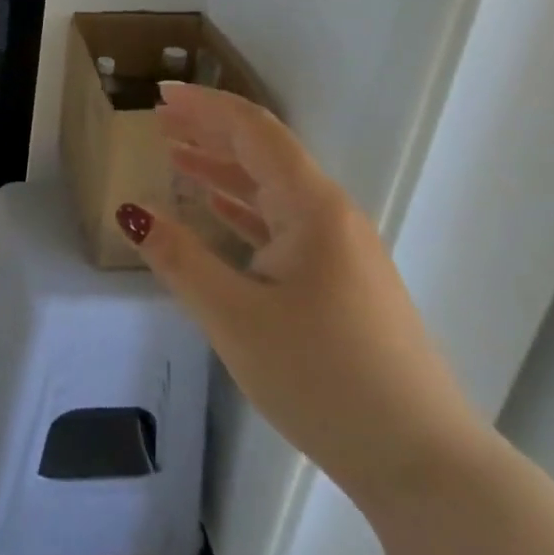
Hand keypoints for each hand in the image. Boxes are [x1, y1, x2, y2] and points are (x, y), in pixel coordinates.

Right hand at [121, 83, 483, 509]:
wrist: (422, 462)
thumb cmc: (323, 379)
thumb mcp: (235, 317)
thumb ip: (179, 258)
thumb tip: (131, 211)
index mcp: (311, 208)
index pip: (253, 132)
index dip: (205, 106)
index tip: (161, 93)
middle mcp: (330, 215)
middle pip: (263, 153)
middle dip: (210, 131)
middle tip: (159, 118)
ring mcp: (341, 248)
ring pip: (272, 189)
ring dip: (223, 168)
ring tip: (174, 153)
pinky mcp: (341, 280)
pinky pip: (283, 223)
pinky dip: (243, 206)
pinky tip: (217, 208)